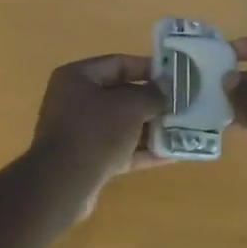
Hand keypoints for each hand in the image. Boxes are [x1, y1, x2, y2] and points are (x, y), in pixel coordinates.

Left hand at [29, 54, 169, 215]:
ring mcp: (80, 132)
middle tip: (182, 103)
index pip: (118, 63)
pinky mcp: (88, 159)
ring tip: (183, 128)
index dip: (147, 68)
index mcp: (77, 77)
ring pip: (122, 124)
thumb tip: (166, 87)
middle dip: (152, 101)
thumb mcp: (130, 106)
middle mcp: (75, 100)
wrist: (64, 183)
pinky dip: (142, 150)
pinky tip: (172, 154)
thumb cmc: (95, 131)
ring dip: (150, 127)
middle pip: (120, 95)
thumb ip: (152, 94)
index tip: (174, 75)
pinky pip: (120, 149)